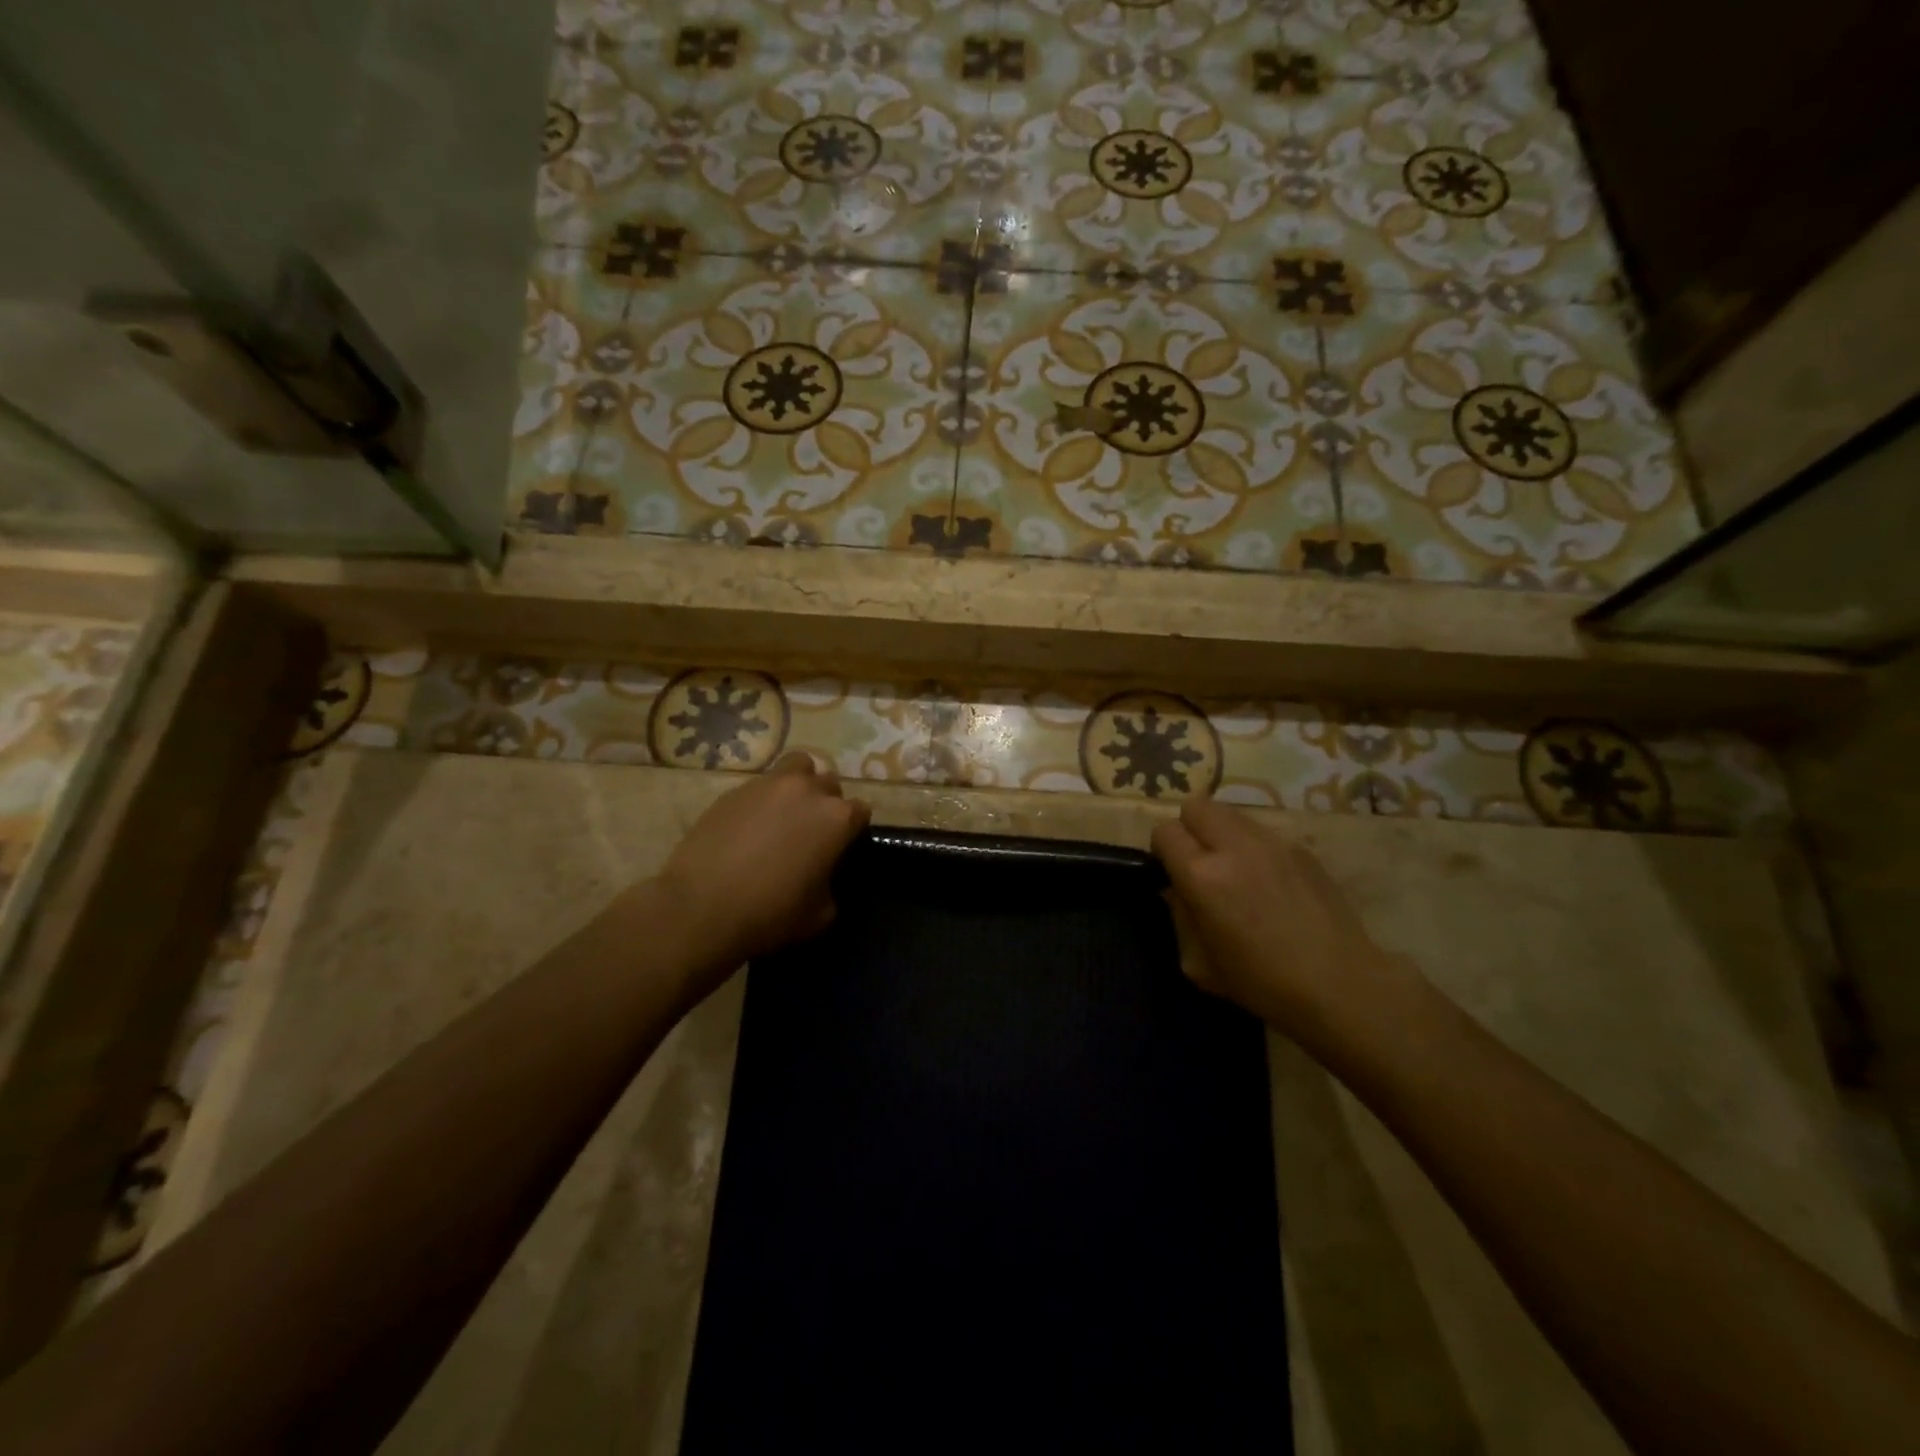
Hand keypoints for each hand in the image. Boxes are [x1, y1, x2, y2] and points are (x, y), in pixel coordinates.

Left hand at [658, 752, 869, 977]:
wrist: (701, 908)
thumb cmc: (770, 913)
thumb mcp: (820, 913)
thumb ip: (831, 884)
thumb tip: (823, 876)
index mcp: (836, 818)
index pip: (860, 812)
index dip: (852, 831)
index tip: (841, 848)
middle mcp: (807, 790)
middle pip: (829, 784)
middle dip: (826, 803)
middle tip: (812, 831)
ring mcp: (768, 785)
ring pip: (797, 767)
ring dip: (799, 785)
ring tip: (785, 813)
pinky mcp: (734, 790)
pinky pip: (760, 786)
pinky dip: (763, 800)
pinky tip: (749, 827)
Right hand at [1151, 799, 1422, 1038]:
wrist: (1339, 986)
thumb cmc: (1262, 983)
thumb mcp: (1200, 962)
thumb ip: (1180, 915)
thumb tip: (1177, 889)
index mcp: (1203, 876)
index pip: (1165, 831)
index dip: (1163, 850)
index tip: (1172, 872)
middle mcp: (1235, 847)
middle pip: (1196, 806)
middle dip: (1190, 829)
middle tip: (1200, 861)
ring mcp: (1273, 843)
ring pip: (1230, 813)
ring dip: (1222, 833)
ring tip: (1236, 869)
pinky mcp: (1302, 848)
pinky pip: (1263, 832)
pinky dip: (1254, 847)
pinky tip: (1270, 882)